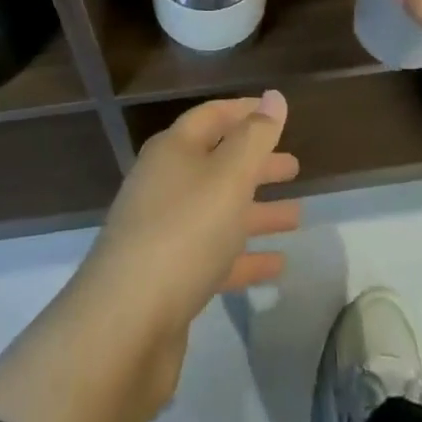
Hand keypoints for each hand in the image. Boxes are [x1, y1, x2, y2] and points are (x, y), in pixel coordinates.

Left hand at [69, 91, 300, 406]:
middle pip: (217, 164)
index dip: (244, 112)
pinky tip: (278, 267)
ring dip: (256, 212)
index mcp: (173, 151)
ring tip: (297, 216)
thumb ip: (255, 137)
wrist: (124, 325)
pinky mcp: (168, 279)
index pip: (212, 117)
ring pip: (218, 212)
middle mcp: (165, 184)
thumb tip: (273, 96)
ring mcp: (164, 233)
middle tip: (294, 168)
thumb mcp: (228, 177)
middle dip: (255, 164)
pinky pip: (214, 257)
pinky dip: (245, 257)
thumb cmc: (183, 233)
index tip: (275, 113)